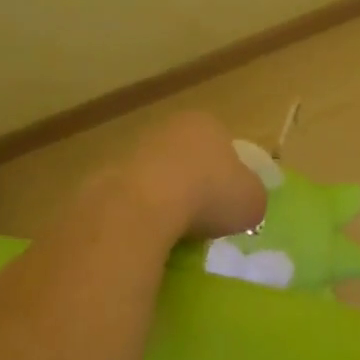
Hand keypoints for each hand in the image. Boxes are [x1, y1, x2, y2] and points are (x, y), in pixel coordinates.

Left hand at [105, 112, 266, 244]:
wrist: (142, 206)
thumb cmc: (208, 194)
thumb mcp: (252, 200)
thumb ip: (252, 196)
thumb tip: (245, 202)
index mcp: (206, 123)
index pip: (223, 144)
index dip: (229, 174)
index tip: (229, 203)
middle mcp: (169, 127)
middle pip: (188, 157)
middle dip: (194, 184)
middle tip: (204, 218)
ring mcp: (134, 148)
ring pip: (158, 175)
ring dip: (165, 198)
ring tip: (175, 233)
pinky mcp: (107, 174)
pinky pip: (133, 197)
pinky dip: (141, 213)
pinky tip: (149, 235)